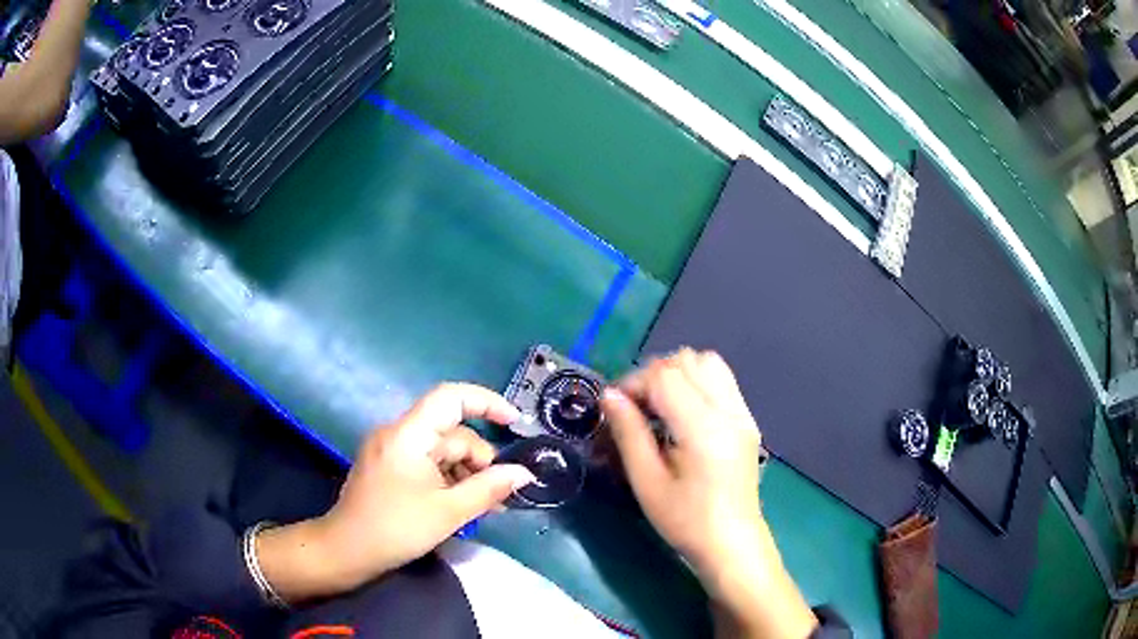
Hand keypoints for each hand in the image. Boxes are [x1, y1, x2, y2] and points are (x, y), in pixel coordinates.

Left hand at [256, 383, 535, 602]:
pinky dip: (448, 479)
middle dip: (480, 459)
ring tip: (486, 506)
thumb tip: (524, 473)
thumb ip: (489, 489)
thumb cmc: (396, 528)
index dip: (487, 402)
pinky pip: (428, 463)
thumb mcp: (449, 512)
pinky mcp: (389, 466)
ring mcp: (392, 450)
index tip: (515, 423)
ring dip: (466, 473)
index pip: (451, 397)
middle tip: (500, 494)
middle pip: (451, 432)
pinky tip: (462, 504)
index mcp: (409, 435)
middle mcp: (399, 433)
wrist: (347, 551)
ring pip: (442, 450)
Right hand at [601, 349, 815, 637]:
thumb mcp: (647, 482)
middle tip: (635, 408)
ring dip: (677, 374)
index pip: (665, 375)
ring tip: (658, 406)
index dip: (633, 383)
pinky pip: (721, 380)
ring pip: (708, 363)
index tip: (614, 408)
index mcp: (704, 428)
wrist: (731, 543)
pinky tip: (682, 413)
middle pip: (688, 360)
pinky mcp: (746, 420)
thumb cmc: (685, 521)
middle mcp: (729, 411)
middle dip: (653, 375)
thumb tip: (610, 396)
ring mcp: (742, 413)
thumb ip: (629, 433)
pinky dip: (696, 382)